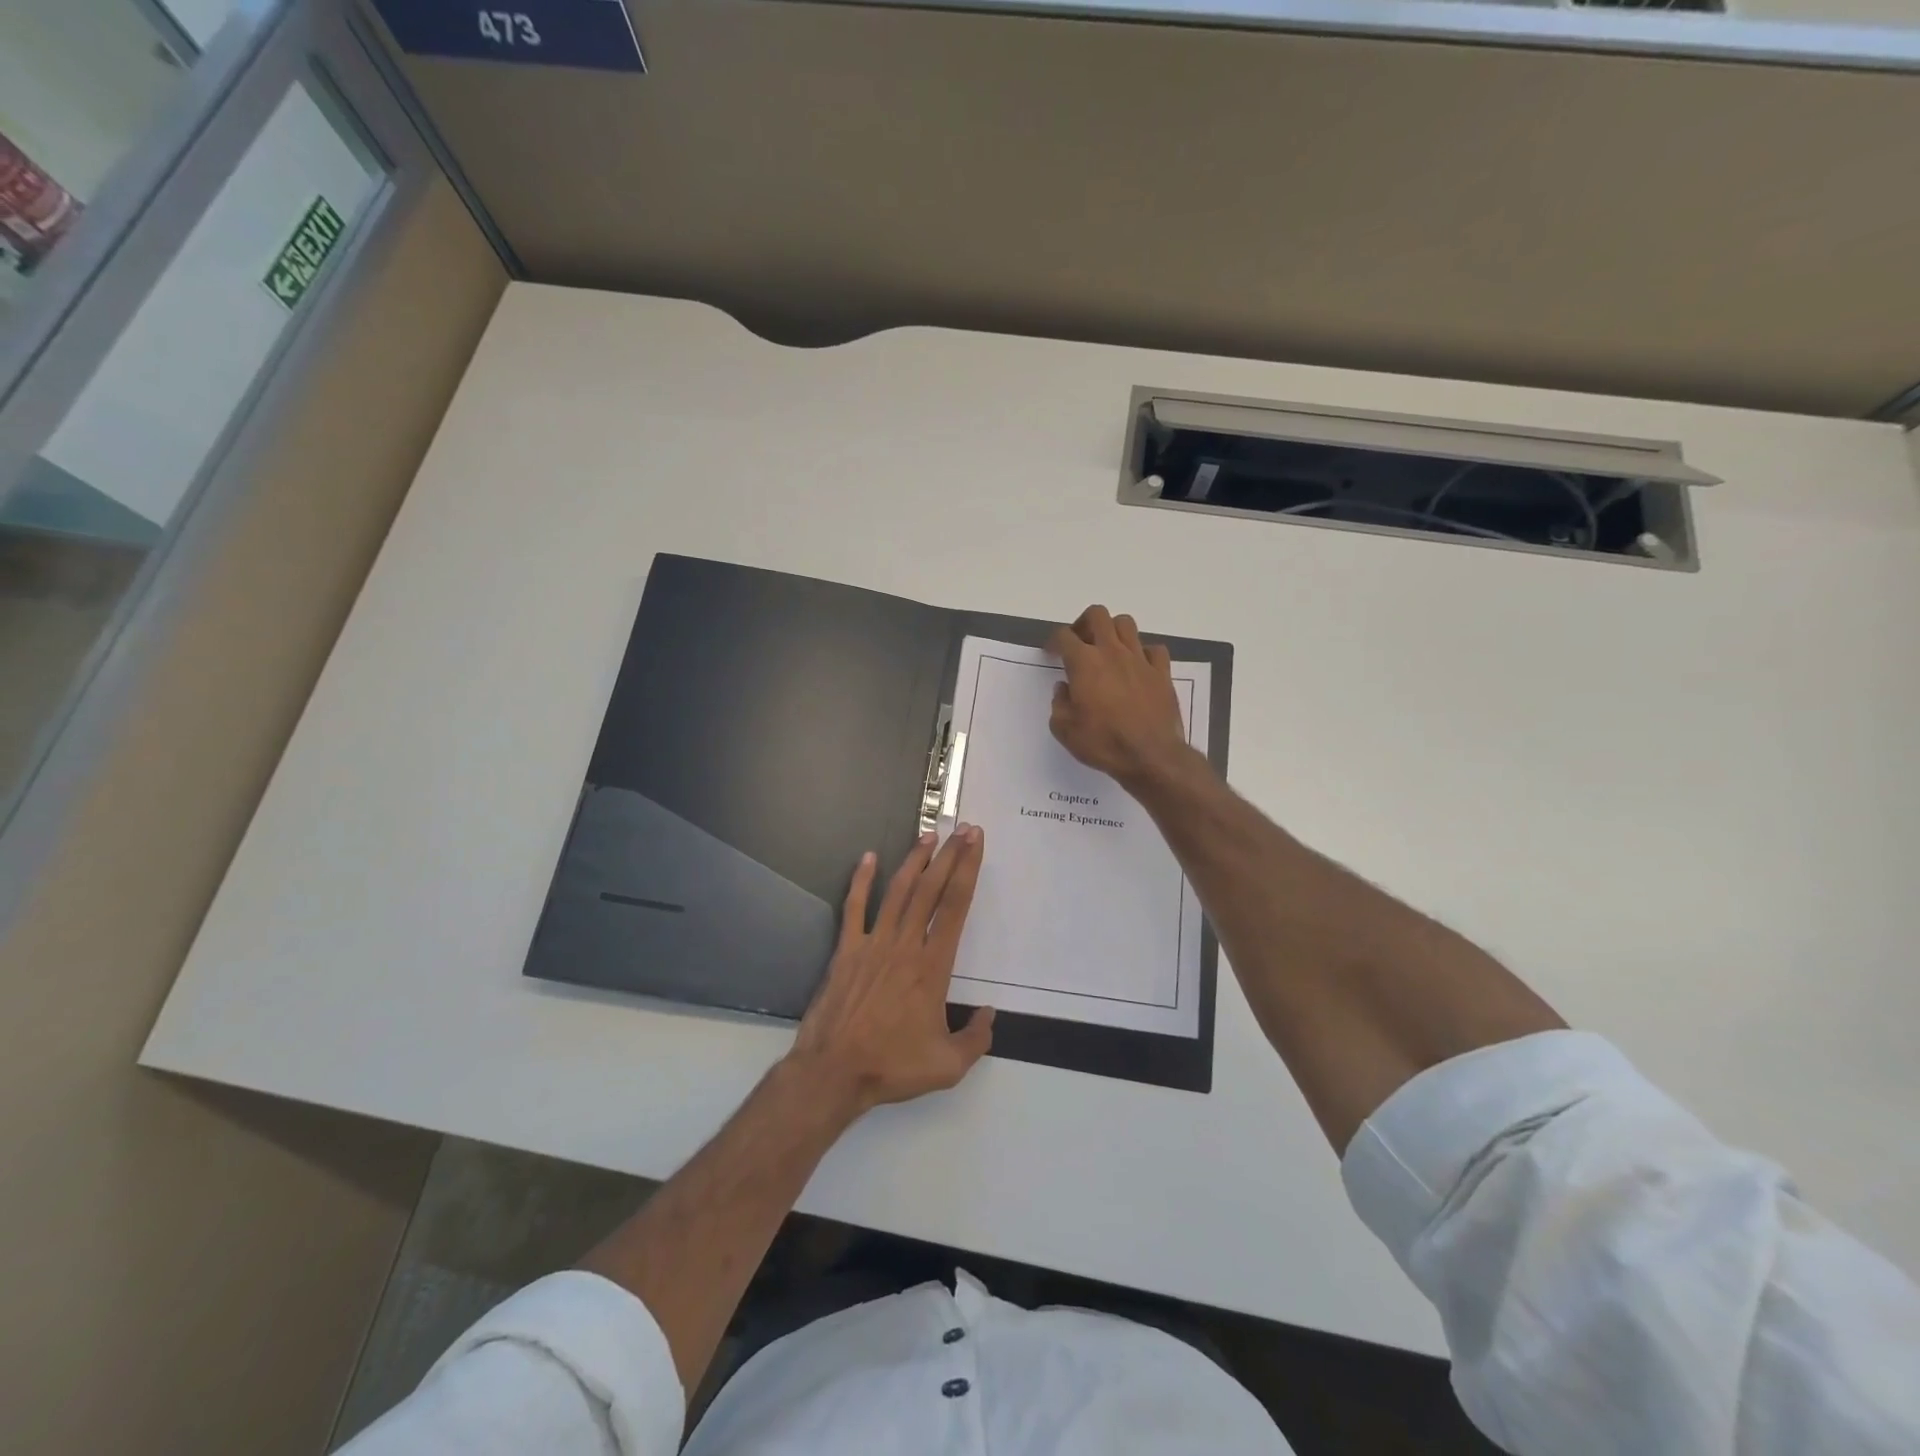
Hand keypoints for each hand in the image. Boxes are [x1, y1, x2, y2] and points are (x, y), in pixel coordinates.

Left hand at [787, 826, 994, 1120]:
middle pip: (930, 890)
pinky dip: (861, 881)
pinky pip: (855, 908)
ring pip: (898, 892)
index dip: (968, 871)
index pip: (955, 907)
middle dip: (949, 856)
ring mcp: (873, 944)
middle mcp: (905, 945)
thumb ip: (976, 1038)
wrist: (834, 1071)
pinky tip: (868, 858)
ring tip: (928, 836)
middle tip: (962, 829)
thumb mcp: (948, 1065)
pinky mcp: (847, 950)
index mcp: (932, 966)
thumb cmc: (892, 1066)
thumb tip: (989, 1015)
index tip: (975, 843)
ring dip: (914, 861)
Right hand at [1048, 605, 1191, 787]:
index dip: (1054, 642)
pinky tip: (1137, 667)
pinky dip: (1143, 653)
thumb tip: (1064, 688)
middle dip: (1084, 624)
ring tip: (1108, 650)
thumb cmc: (1102, 743)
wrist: (1150, 756)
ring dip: (1113, 632)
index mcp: (1084, 663)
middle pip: (1097, 615)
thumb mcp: (1065, 729)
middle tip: (1079, 643)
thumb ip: (1059, 703)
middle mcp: (1112, 652)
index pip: (1064, 636)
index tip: (1051, 653)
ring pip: (1126, 624)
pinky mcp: (1162, 672)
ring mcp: (1140, 660)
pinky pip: (1153, 649)